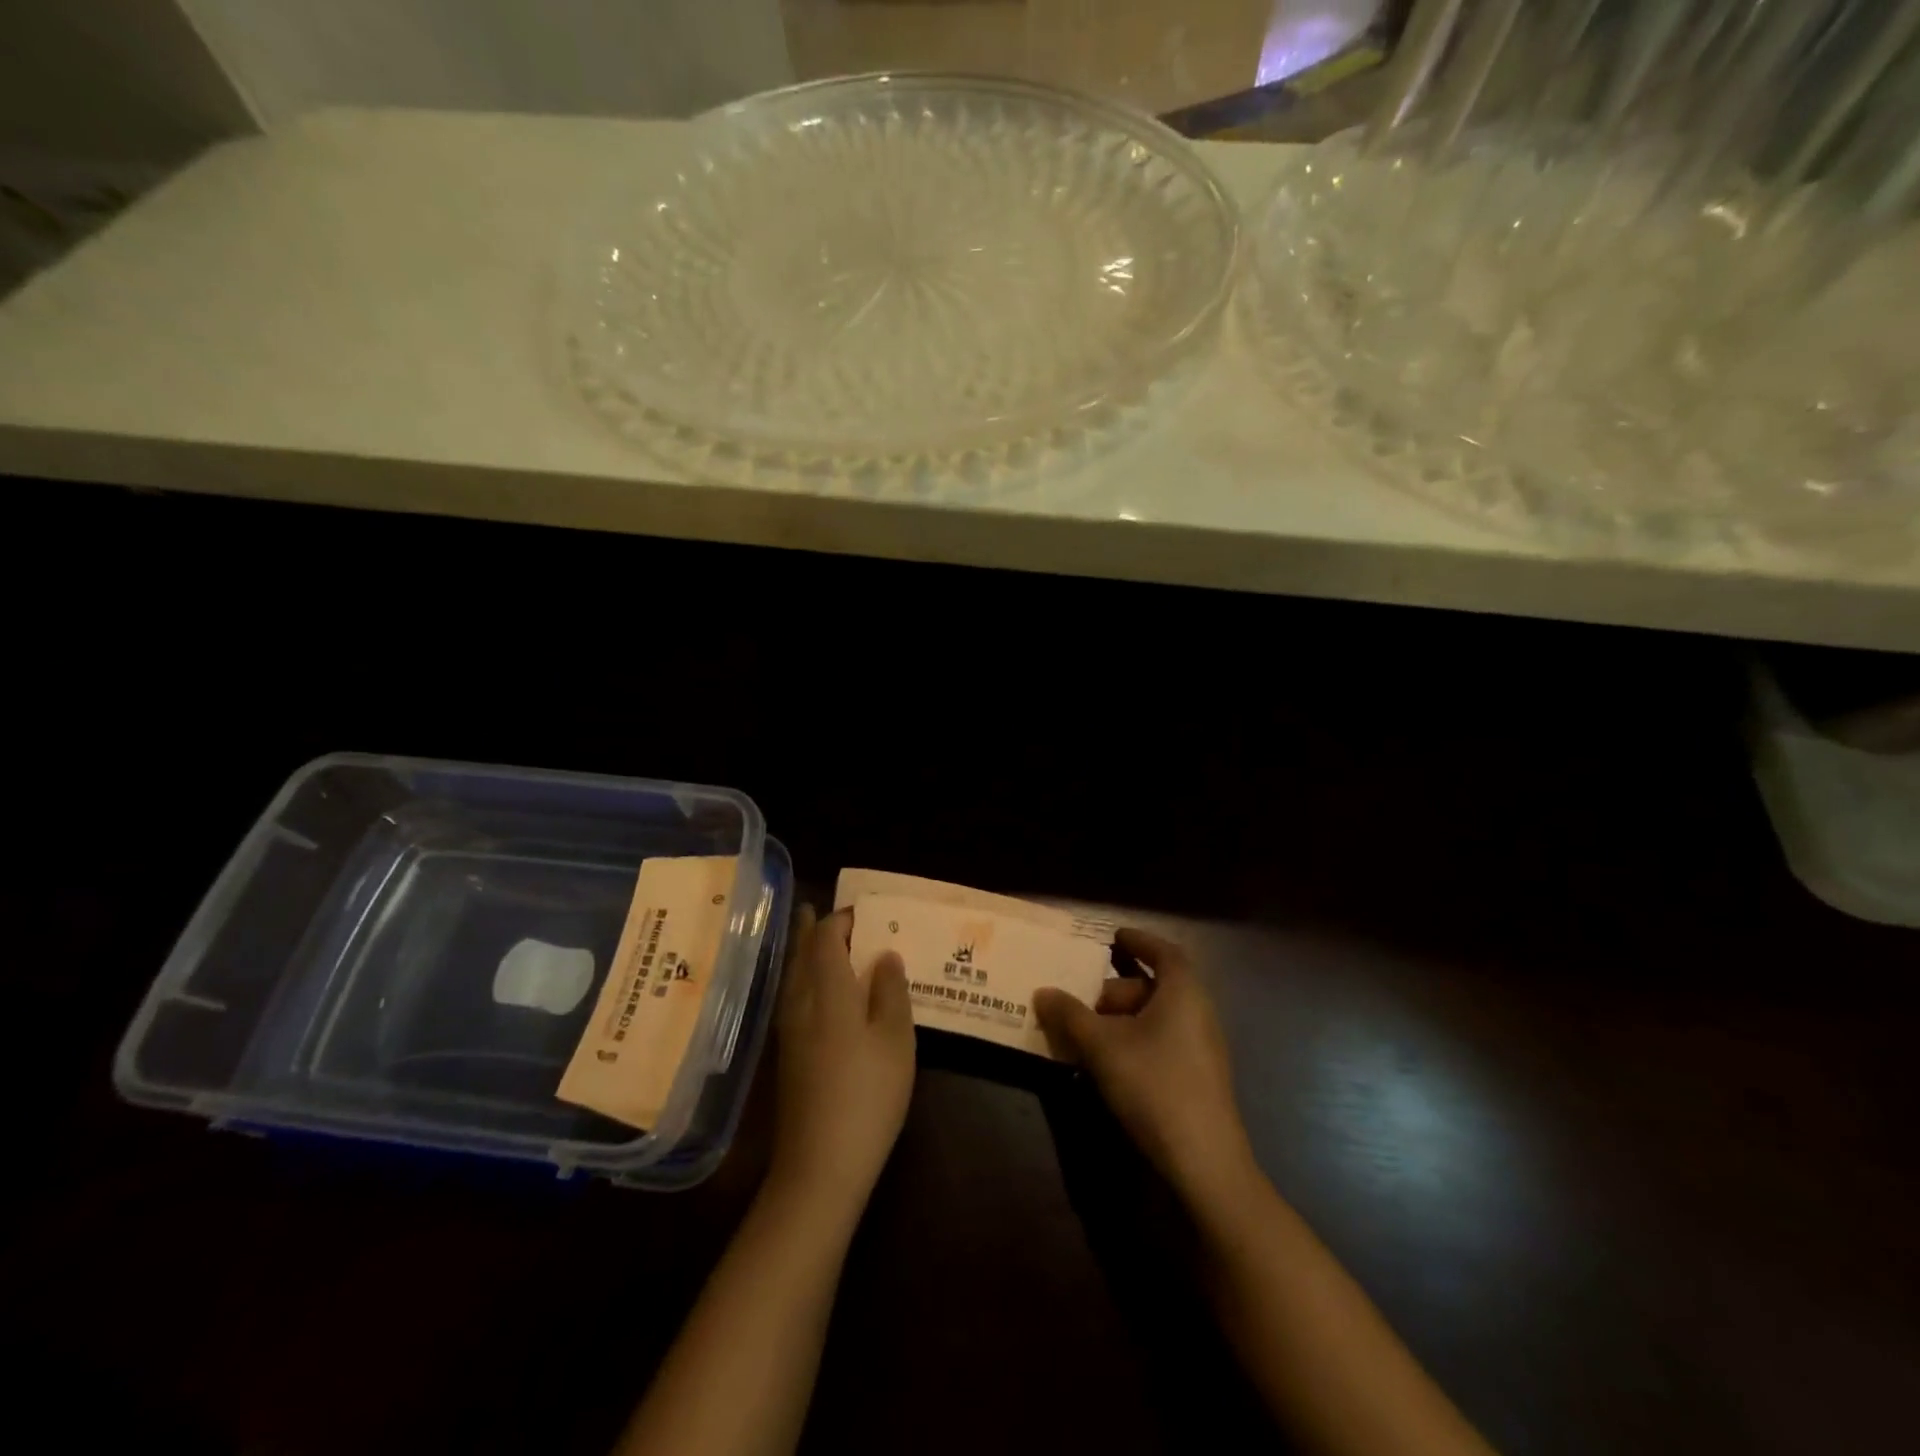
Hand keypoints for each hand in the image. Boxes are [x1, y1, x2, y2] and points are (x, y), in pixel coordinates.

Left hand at [768, 906, 916, 1215]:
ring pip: (793, 974)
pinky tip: (818, 989)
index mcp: (828, 990)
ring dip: (805, 951)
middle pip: (802, 952)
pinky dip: (804, 977)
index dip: (842, 918)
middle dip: (813, 928)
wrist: (820, 1164)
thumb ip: (891, 991)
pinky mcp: (787, 1053)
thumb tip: (885, 955)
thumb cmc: (867, 1095)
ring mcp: (789, 1028)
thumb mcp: (896, 1040)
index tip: (864, 910)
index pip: (827, 937)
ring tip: (819, 938)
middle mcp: (800, 1001)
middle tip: (824, 909)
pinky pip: (793, 995)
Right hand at [1034, 928, 1257, 1208]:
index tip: (1114, 937)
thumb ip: (1070, 1015)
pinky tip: (1105, 1064)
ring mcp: (1201, 1048)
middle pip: (1154, 987)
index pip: (1163, 951)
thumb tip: (1043, 992)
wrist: (1204, 1162)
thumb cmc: (1154, 1084)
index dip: (1139, 940)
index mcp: (1183, 992)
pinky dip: (1133, 1041)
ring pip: (1155, 1018)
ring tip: (1083, 1033)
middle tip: (1080, 1000)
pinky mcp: (1197, 1079)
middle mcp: (1198, 1012)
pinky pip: (1161, 1042)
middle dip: (1115, 989)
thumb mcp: (1102, 1046)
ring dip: (1119, 1020)